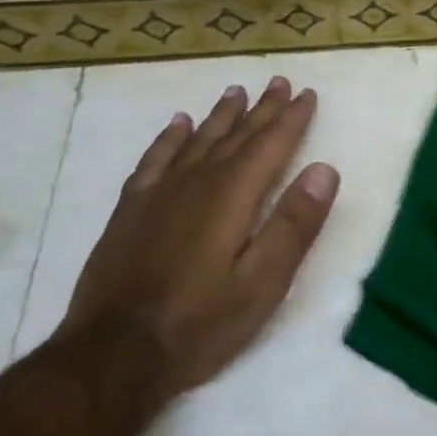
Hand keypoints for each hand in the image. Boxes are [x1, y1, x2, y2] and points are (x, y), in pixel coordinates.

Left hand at [54, 76, 339, 401]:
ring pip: (198, 140)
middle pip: (236, 135)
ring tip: (236, 92)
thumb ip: (294, 225)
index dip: (292, 118)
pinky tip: (177, 125)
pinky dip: (170, 138)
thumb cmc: (199, 323)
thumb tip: (324, 169)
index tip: (307, 93)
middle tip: (279, 81)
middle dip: (262, 108)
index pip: (271, 144)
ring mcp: (159, 193)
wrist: (112, 354)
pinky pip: (155, 159)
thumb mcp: (263, 284)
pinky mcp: (131, 210)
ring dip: (221, 115)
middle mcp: (197, 181)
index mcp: (233, 195)